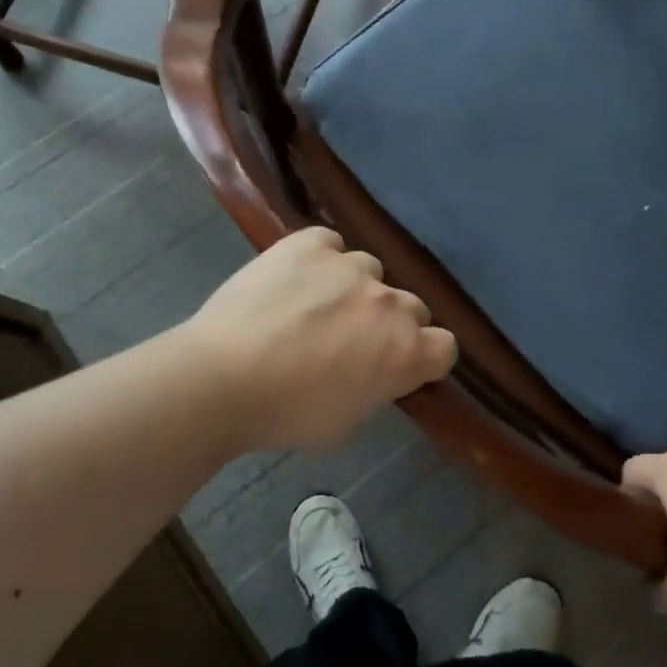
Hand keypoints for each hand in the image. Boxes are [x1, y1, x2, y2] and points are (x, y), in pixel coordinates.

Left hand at [183, 226, 457, 452]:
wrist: (222, 378)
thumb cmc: (286, 415)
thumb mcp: (347, 423)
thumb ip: (377, 389)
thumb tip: (374, 372)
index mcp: (406, 351)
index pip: (445, 345)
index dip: (424, 357)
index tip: (399, 367)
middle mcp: (389, 301)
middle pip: (411, 306)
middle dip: (389, 322)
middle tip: (351, 340)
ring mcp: (350, 265)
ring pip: (370, 271)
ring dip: (354, 288)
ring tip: (314, 305)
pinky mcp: (310, 243)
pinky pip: (330, 244)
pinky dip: (319, 258)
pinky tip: (294, 278)